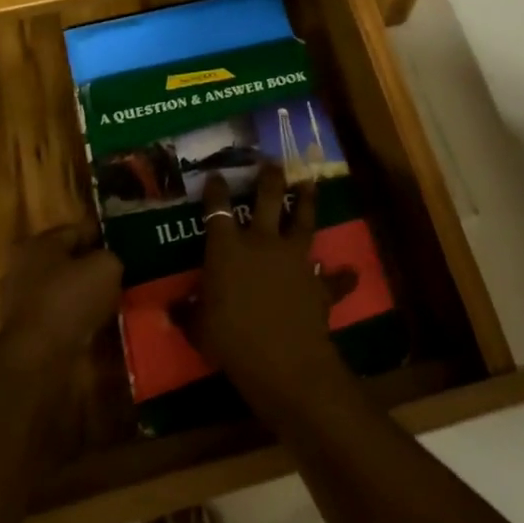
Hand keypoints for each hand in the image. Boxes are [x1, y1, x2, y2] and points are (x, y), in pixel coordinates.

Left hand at [0, 226, 121, 367]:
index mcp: (38, 243)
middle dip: (94, 268)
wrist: (40, 358)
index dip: (105, 236)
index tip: (128, 246)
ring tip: (116, 302)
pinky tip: (99, 325)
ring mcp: (20, 302)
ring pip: (64, 290)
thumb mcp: (106, 267)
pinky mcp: (26, 331)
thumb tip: (113, 262)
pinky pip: (60, 316)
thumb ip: (112, 256)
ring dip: (87, 296)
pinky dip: (78, 319)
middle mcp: (23, 267)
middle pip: (69, 262)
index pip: (78, 230)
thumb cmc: (70, 300)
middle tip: (124, 275)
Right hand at [180, 164, 348, 408]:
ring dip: (308, 201)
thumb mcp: (198, 328)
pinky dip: (341, 276)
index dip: (216, 190)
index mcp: (227, 248)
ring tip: (310, 182)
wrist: (282, 360)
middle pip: (268, 199)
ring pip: (304, 220)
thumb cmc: (230, 340)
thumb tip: (173, 307)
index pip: (217, 209)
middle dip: (269, 178)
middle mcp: (262, 243)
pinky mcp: (318, 282)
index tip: (216, 175)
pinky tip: (350, 273)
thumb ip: (187, 313)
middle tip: (272, 162)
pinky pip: (333, 278)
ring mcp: (295, 259)